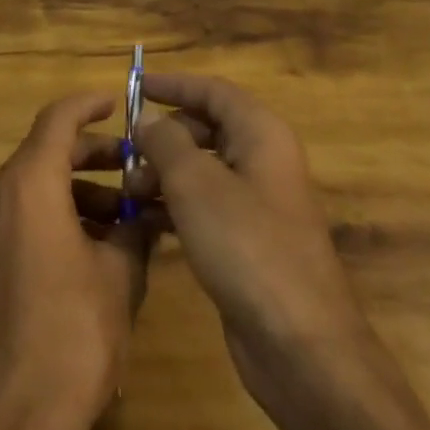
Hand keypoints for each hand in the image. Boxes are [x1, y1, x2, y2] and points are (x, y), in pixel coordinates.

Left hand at [0, 92, 150, 429]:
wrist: (13, 421)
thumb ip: (134, 229)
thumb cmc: (72, 334)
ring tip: (124, 215)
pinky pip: (20, 216)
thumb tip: (146, 211)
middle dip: (92, 154)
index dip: (89, 104)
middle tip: (133, 165)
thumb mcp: (119, 275)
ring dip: (78, 190)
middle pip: (46, 151)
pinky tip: (93, 246)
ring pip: (34, 186)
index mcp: (29, 183)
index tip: (117, 101)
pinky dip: (55, 215)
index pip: (59, 118)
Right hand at [133, 74, 429, 429]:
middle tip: (127, 153)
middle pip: (207, 127)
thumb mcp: (196, 184)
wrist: (301, 346)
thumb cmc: (247, 246)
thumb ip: (166, 142)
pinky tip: (145, 219)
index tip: (136, 85)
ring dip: (165, 173)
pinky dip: (176, 205)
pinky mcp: (249, 241)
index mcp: (261, 133)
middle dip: (165, 136)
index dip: (174, 84)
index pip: (213, 90)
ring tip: (130, 191)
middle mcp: (263, 159)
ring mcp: (259, 203)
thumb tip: (148, 118)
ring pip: (204, 169)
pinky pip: (207, 206)